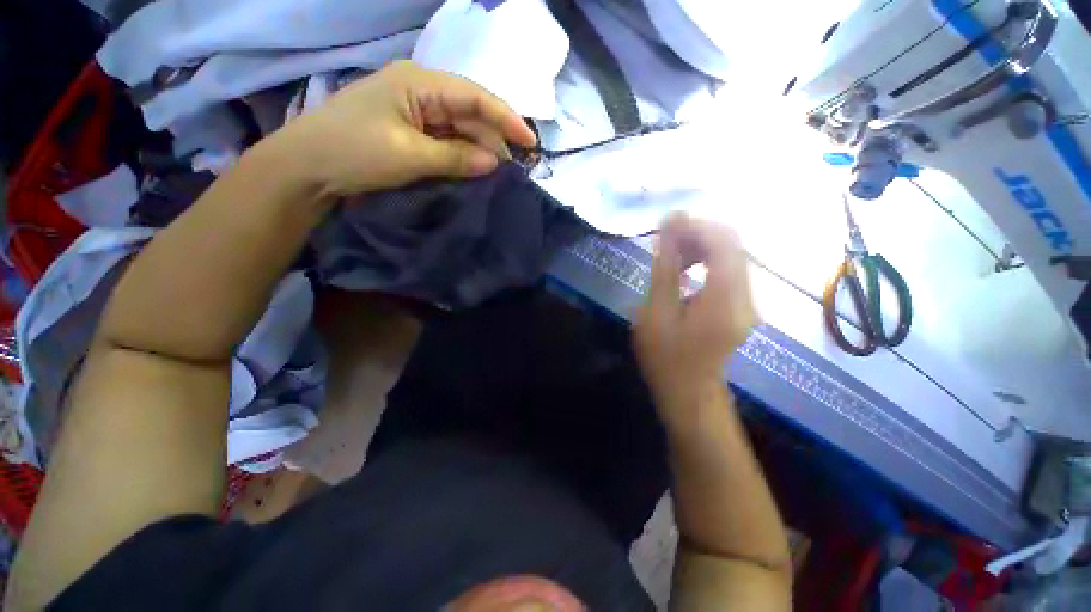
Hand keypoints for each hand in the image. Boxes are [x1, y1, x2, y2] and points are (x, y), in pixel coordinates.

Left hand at [274, 61, 537, 196]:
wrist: (307, 168)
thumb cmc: (354, 152)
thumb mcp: (409, 156)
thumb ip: (456, 157)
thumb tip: (494, 161)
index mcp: (419, 84)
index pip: (474, 97)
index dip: (506, 118)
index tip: (531, 142)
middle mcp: (420, 91)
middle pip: (469, 113)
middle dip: (494, 139)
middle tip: (515, 169)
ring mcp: (414, 112)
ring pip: (459, 129)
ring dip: (479, 150)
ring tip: (499, 175)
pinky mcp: (409, 132)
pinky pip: (445, 141)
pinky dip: (461, 157)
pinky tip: (474, 171)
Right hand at [634, 214, 757, 421]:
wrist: (689, 393)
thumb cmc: (665, 358)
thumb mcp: (656, 313)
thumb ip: (665, 270)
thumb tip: (667, 231)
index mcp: (725, 301)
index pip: (724, 244)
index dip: (697, 225)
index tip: (667, 220)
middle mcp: (746, 297)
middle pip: (733, 245)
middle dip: (699, 231)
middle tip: (666, 233)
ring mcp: (748, 301)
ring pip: (732, 255)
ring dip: (702, 244)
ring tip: (672, 248)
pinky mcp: (742, 305)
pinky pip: (729, 269)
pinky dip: (707, 258)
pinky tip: (686, 265)